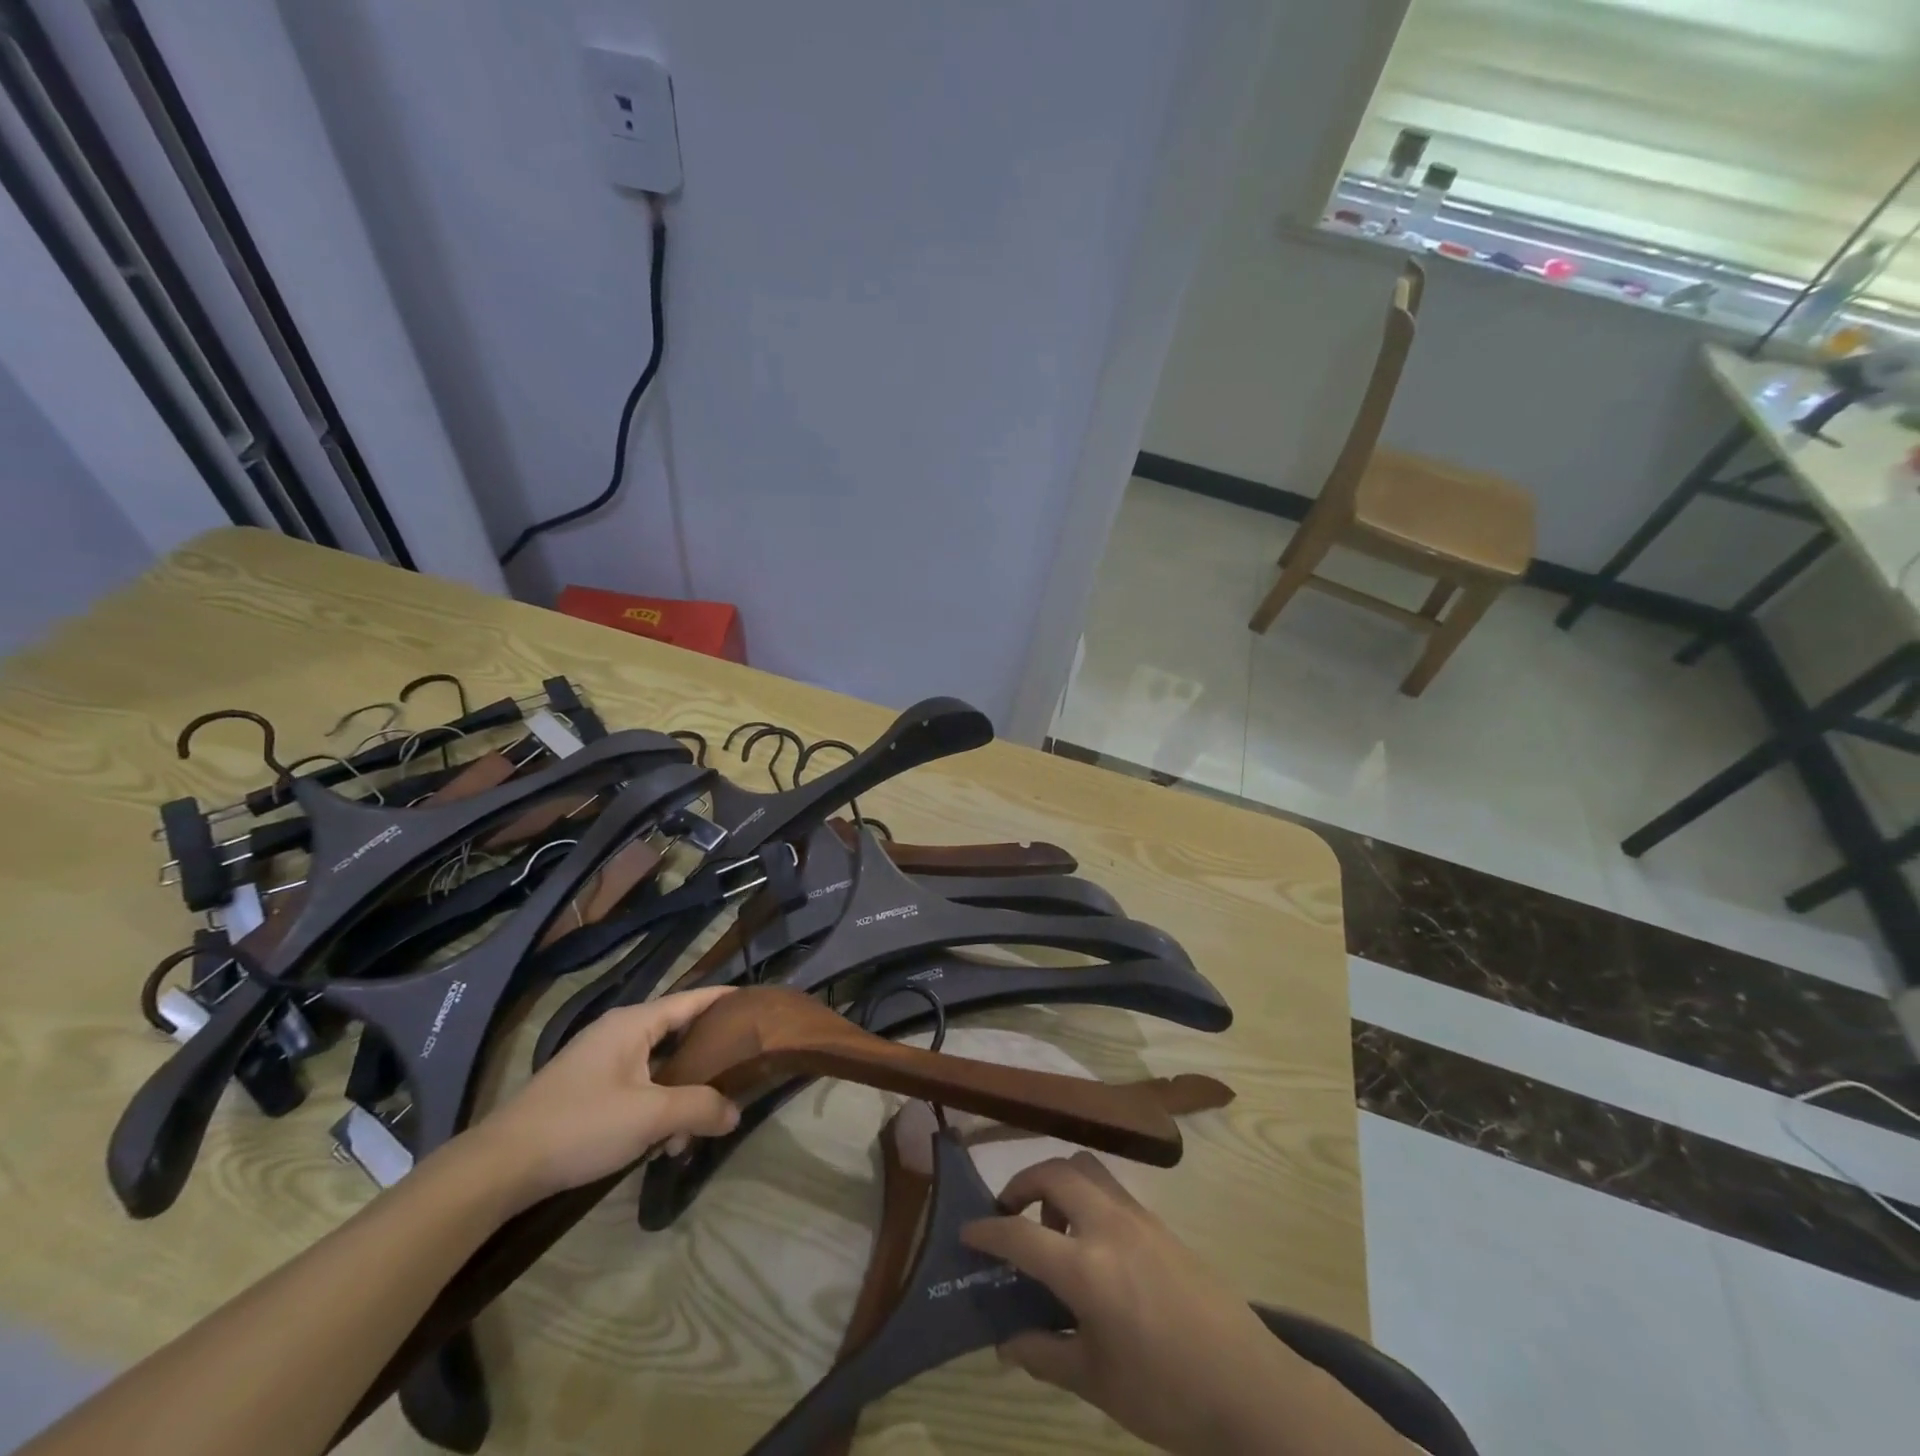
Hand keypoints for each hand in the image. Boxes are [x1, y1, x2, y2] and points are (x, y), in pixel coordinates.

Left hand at [471, 988, 740, 1209]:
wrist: (499, 1167)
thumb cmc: (581, 1125)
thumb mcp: (650, 1116)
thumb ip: (700, 1108)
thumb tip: (735, 1113)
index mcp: (634, 1023)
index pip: (693, 999)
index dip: (726, 999)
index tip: (758, 1004)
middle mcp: (618, 1032)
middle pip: (677, 1036)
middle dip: (706, 1064)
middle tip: (736, 1080)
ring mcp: (599, 1061)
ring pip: (657, 1068)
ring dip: (678, 1098)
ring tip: (686, 1137)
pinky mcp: (586, 1090)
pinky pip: (636, 1087)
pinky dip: (654, 1109)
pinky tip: (657, 1145)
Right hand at [962, 1153, 1393, 1455]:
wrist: (1251, 1386)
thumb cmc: (1168, 1394)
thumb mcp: (1097, 1383)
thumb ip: (1045, 1354)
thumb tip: (1005, 1341)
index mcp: (1087, 1269)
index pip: (1021, 1233)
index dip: (988, 1230)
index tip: (967, 1231)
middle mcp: (1108, 1226)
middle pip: (1053, 1173)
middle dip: (1021, 1184)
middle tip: (1009, 1215)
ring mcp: (1138, 1217)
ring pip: (1085, 1167)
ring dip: (1057, 1183)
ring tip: (1053, 1228)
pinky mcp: (1159, 1222)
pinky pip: (1110, 1187)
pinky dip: (1085, 1195)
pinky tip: (1091, 1243)